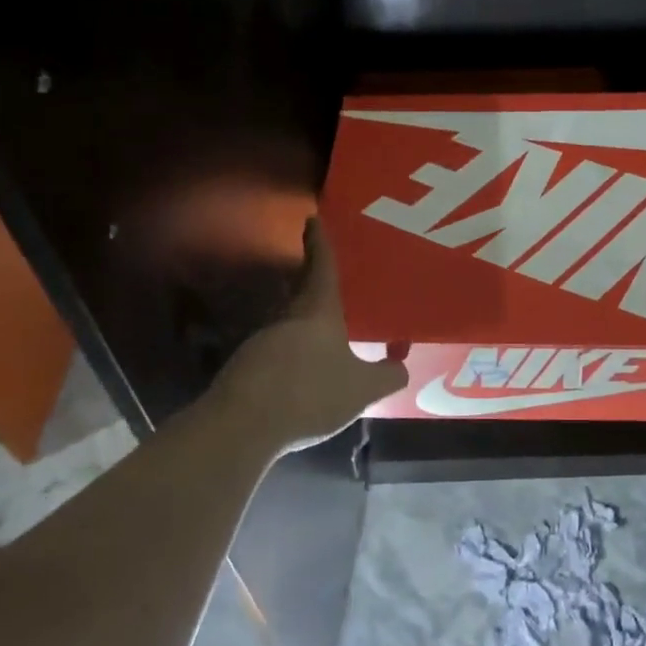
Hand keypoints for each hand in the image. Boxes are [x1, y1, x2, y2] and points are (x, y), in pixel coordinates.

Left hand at [205, 220, 408, 455]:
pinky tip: (301, 371)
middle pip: (301, 291)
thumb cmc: (310, 394)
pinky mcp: (246, 368)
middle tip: (326, 274)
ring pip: (288, 322)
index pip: (321, 267)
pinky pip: (276, 350)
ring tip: (322, 329)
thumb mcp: (362, 389)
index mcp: (318, 312)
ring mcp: (262, 342)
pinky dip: (290, 352)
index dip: (320, 243)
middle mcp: (288, 319)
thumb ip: (387, 376)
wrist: (242, 426)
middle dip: (312, 280)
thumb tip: (403, 366)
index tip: (312, 220)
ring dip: (302, 321)